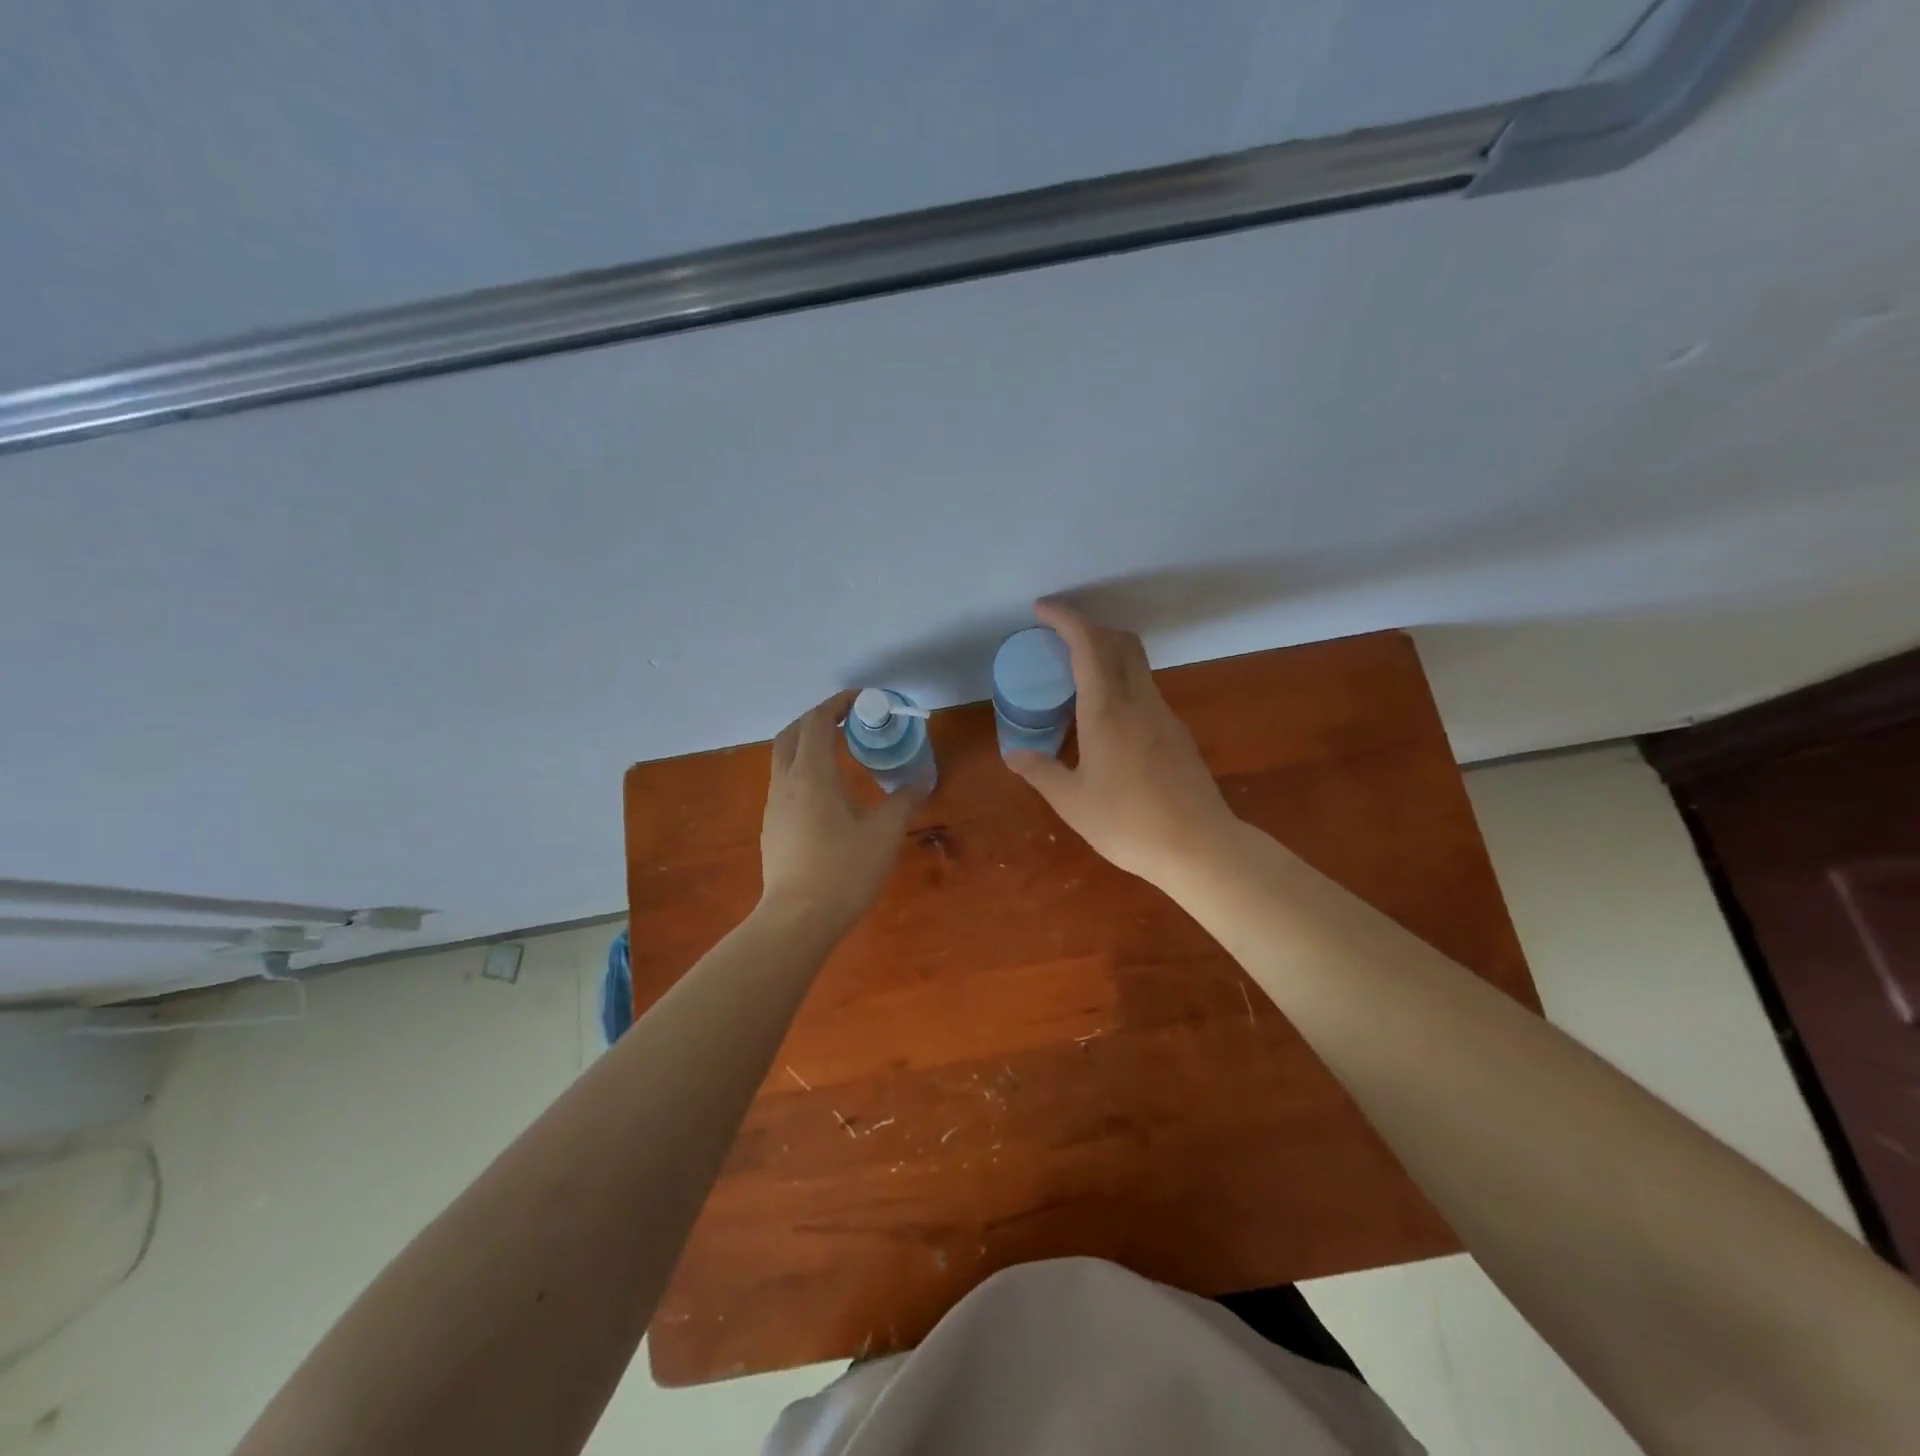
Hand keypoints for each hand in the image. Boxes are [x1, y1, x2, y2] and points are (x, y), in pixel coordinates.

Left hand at [759, 693, 924, 935]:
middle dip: (817, 719)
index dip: (837, 704)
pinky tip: (827, 794)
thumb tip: (921, 780)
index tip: (862, 700)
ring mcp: (774, 807)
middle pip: (791, 734)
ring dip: (808, 745)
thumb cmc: (843, 870)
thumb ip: (903, 800)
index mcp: (811, 775)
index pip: (817, 722)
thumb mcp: (884, 833)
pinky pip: (785, 784)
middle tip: (847, 721)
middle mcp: (785, 783)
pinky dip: (803, 771)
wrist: (797, 920)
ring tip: (840, 753)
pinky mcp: (772, 829)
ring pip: (783, 759)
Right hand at [1005, 600, 1237, 888]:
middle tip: (1058, 639)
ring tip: (1076, 678)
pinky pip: (1145, 691)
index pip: (1088, 645)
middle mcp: (1139, 702)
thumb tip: (1013, 754)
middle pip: (1120, 642)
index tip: (1043, 609)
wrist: (1199, 847)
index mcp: (1108, 711)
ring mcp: (1164, 716)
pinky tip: (1106, 717)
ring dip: (1107, 654)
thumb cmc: (1128, 824)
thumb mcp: (1072, 802)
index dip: (1066, 619)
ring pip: (1136, 665)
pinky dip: (1121, 683)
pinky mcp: (1177, 734)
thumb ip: (1041, 772)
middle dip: (1089, 628)